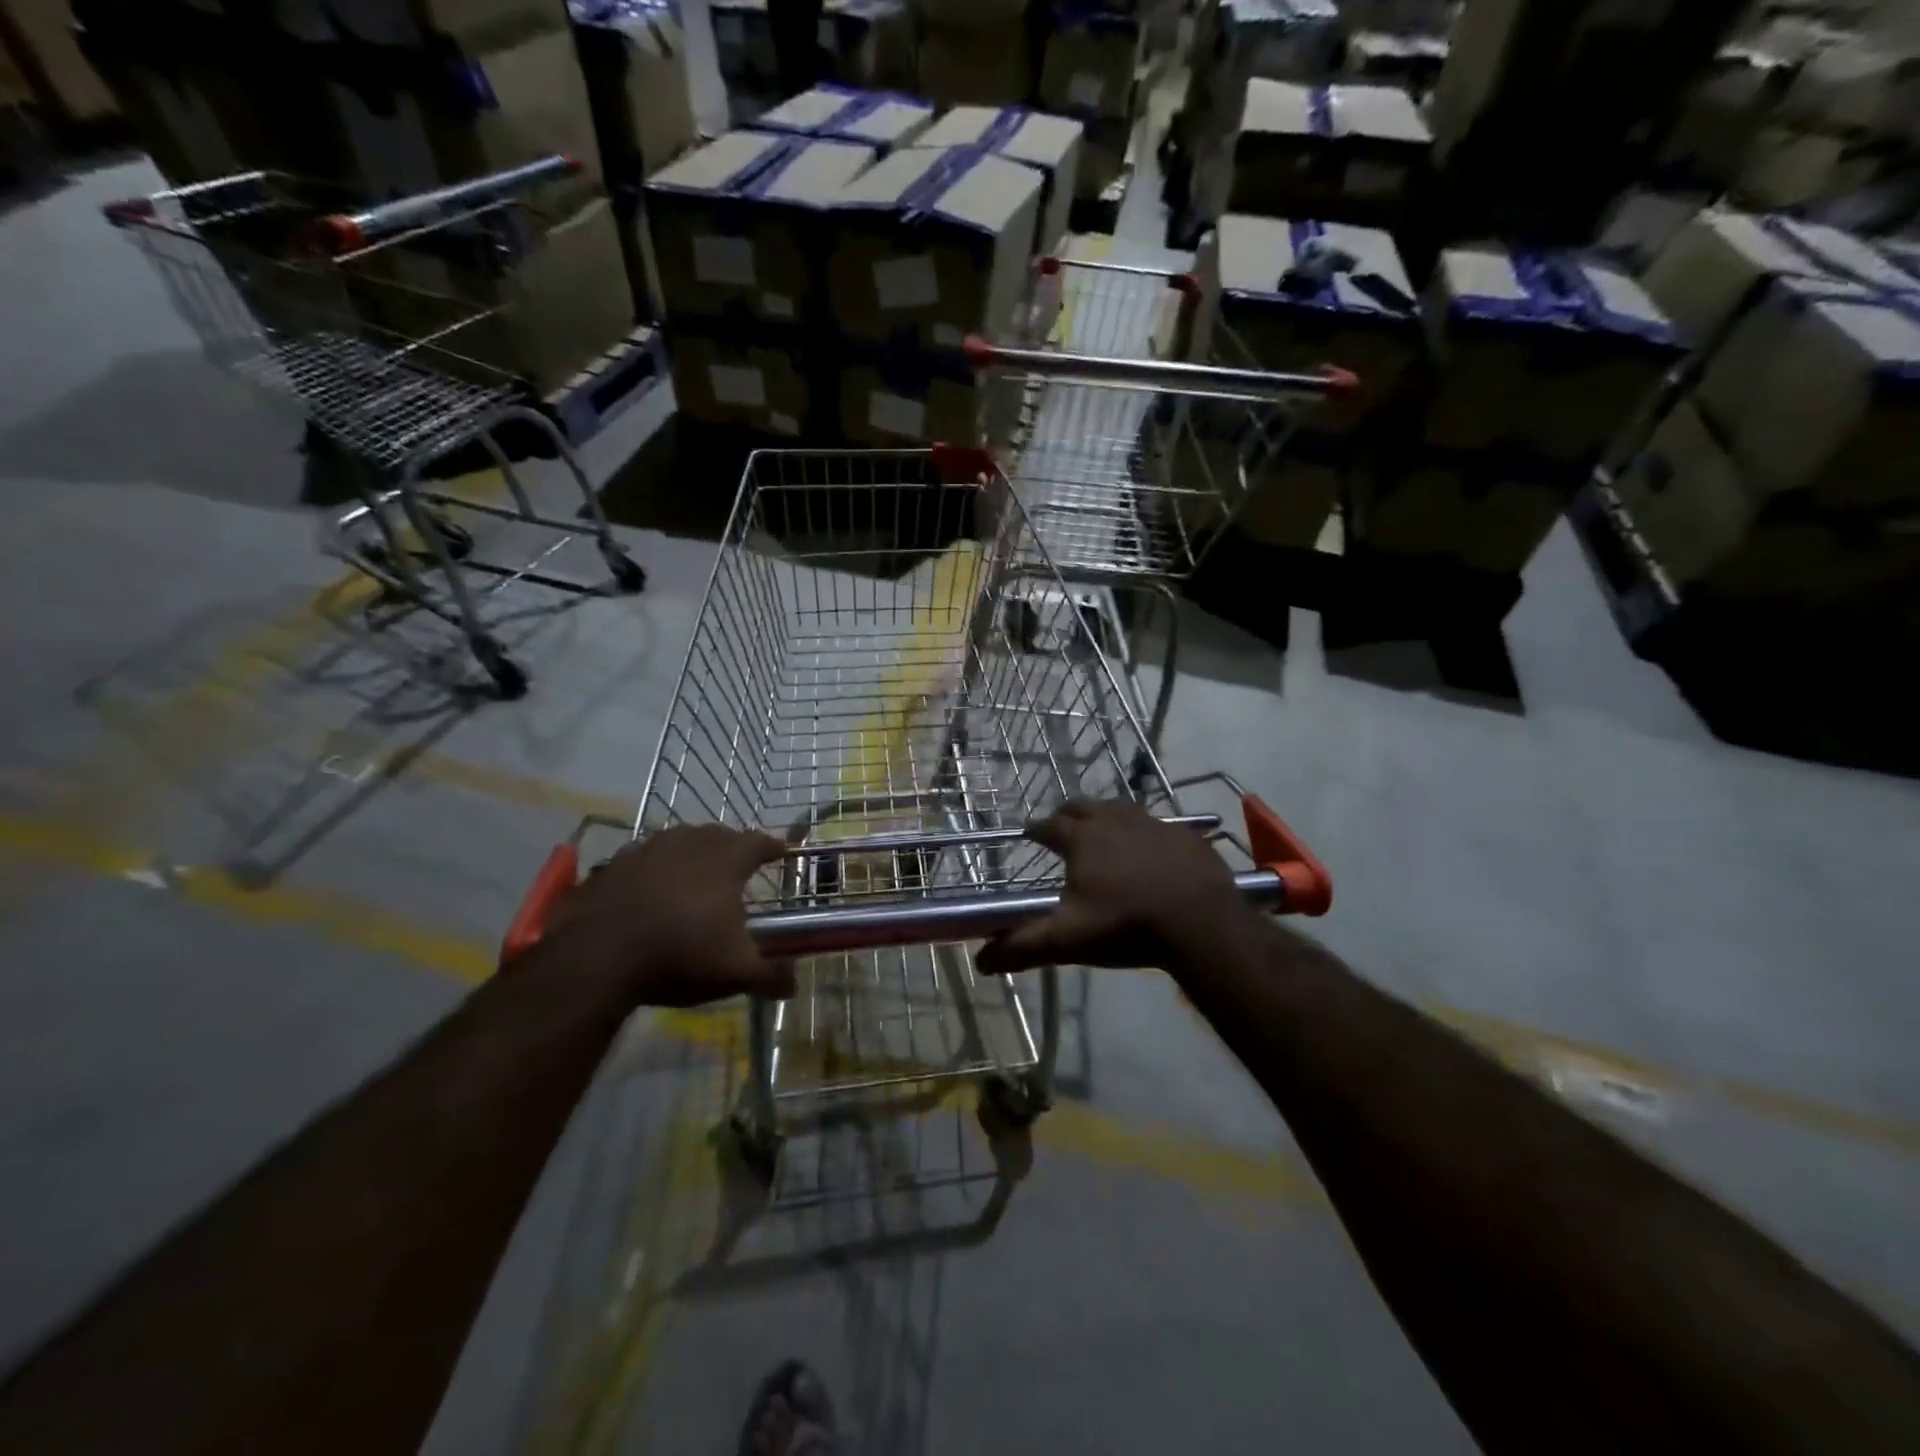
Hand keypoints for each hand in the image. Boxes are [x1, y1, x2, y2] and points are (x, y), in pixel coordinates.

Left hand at [547, 824, 791, 1007]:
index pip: (760, 842)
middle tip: (738, 869)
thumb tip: (794, 986)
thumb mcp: (735, 972)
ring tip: (694, 877)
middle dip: (732, 848)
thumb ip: (770, 976)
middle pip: (719, 835)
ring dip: (691, 854)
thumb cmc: (681, 954)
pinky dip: (652, 870)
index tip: (782, 853)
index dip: (773, 848)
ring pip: (679, 841)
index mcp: (727, 859)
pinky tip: (648, 891)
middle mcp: (690, 843)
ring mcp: (648, 849)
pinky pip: (642, 859)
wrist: (596, 957)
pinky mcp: (612, 864)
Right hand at [975, 799, 1247, 976]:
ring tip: (1103, 832)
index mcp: (1082, 839)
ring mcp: (1153, 823)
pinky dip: (1144, 831)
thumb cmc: (1127, 926)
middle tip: (1063, 828)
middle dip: (1068, 815)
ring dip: (1105, 816)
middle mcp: (1113, 821)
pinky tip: (1150, 849)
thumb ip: (1023, 947)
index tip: (1029, 834)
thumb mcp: (1068, 940)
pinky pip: (1157, 824)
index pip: (1048, 825)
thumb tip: (979, 961)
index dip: (1036, 829)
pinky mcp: (1185, 835)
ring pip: (1120, 808)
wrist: (1201, 923)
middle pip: (1083, 807)